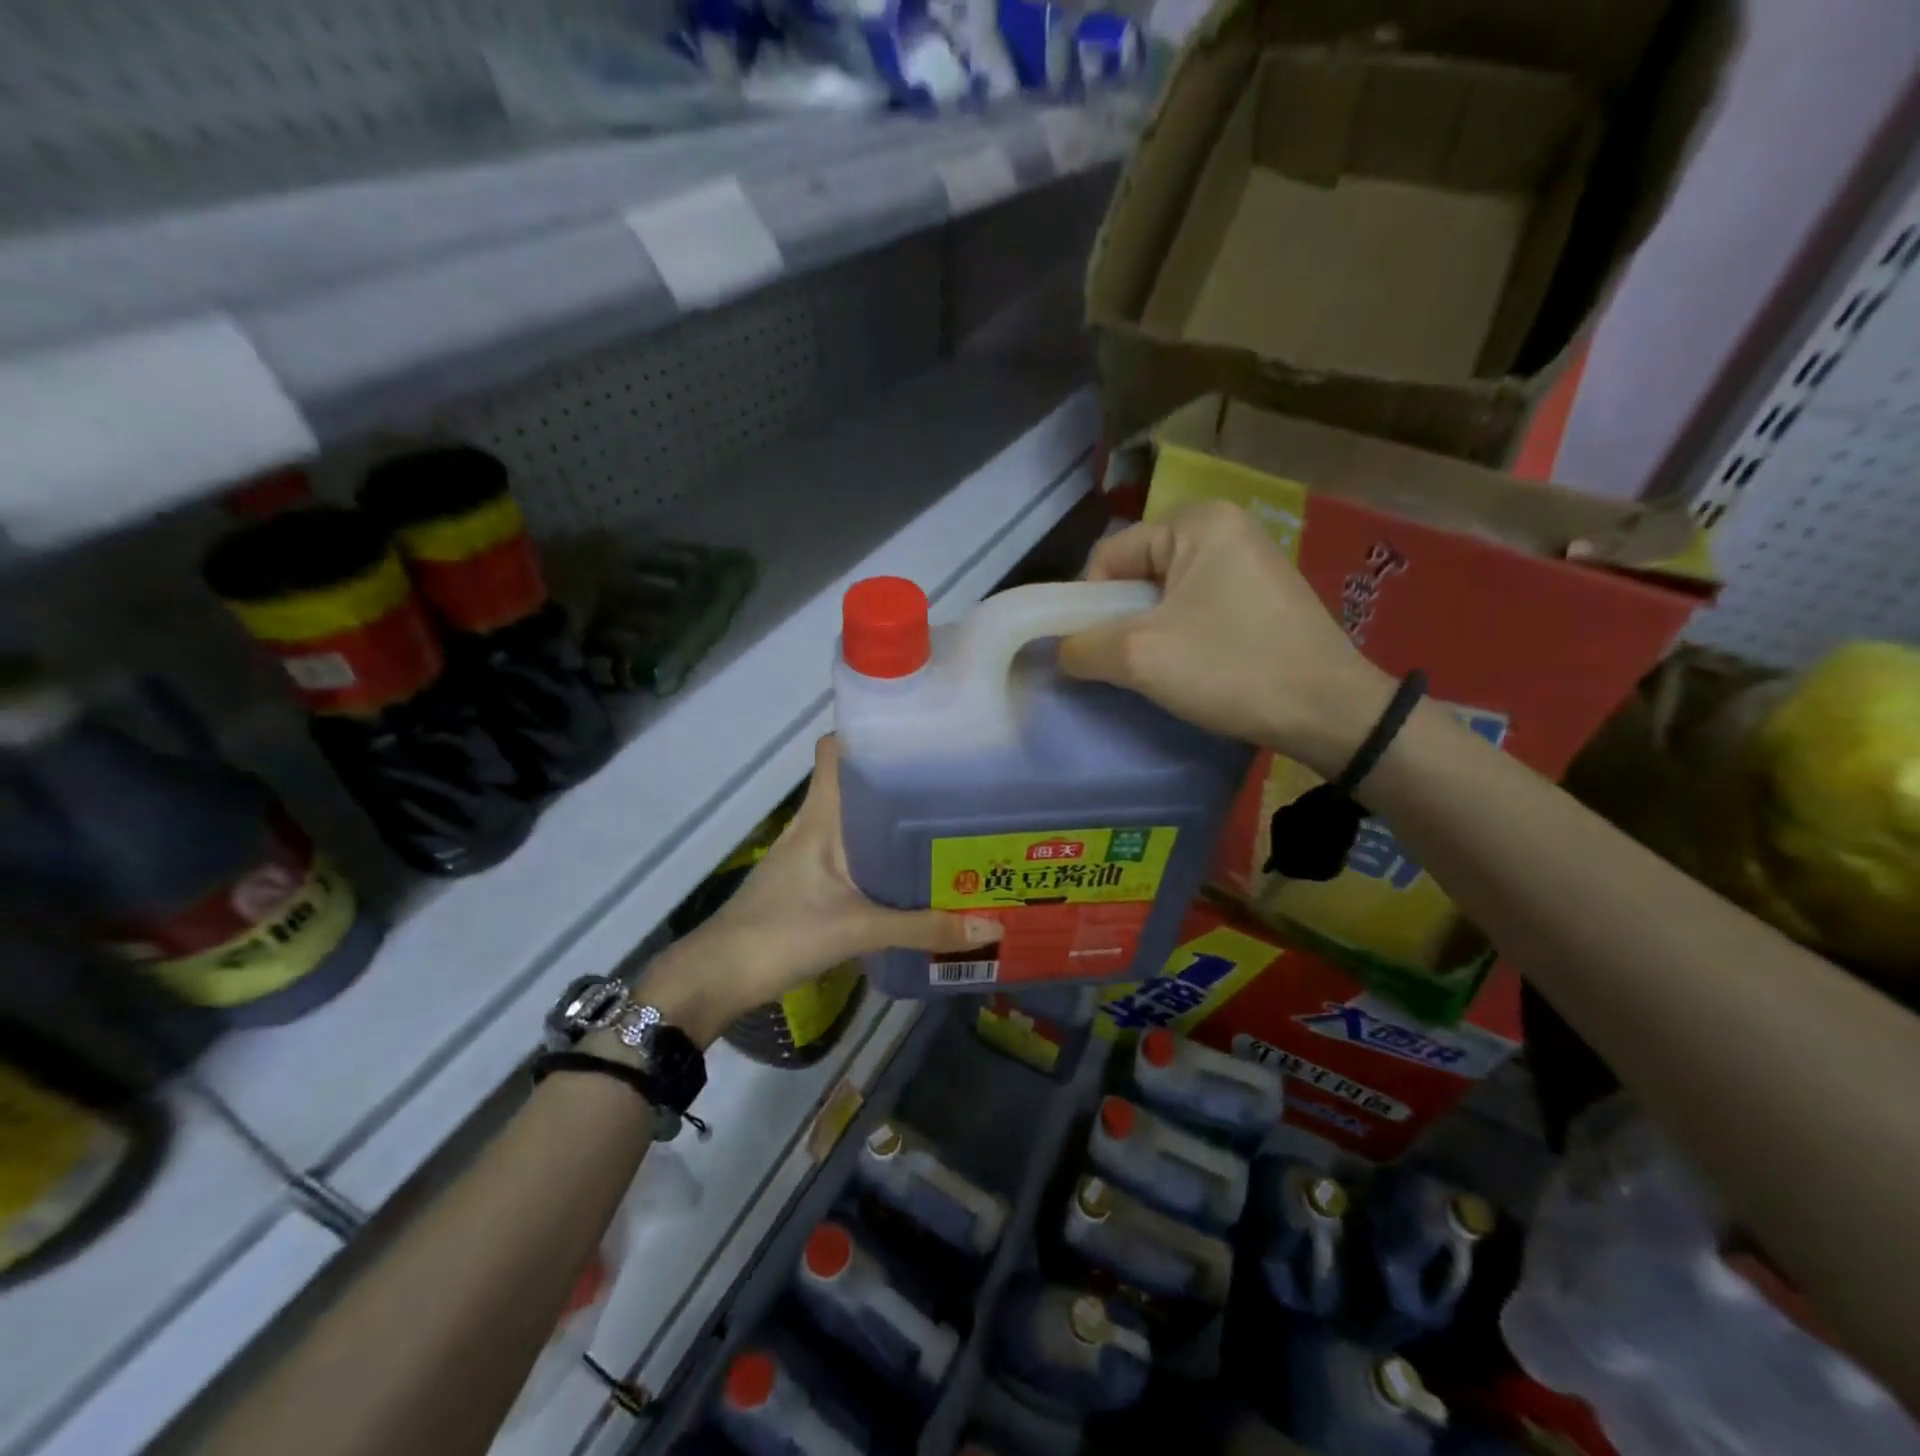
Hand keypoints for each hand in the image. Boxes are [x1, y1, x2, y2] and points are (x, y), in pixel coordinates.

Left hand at [632, 737, 1001, 1043]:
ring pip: (852, 821)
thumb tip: (991, 927)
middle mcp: (812, 825)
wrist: (716, 978)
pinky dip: (876, 856)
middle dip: (896, 781)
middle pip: (853, 785)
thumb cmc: (781, 934)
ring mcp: (806, 854)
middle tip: (951, 785)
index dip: (867, 733)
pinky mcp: (806, 882)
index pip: (834, 751)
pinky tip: (907, 873)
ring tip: (940, 825)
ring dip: (888, 822)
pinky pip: (849, 853)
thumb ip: (922, 928)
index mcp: (819, 817)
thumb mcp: (858, 930)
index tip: (915, 733)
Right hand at [1058, 500, 1393, 774]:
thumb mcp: (1139, 657)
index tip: (1098, 651)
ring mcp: (1249, 559)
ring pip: (1166, 594)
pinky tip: (1195, 667)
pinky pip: (1198, 606)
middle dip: (1122, 620)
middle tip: (1129, 664)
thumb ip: (1083, 646)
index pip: (1109, 556)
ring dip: (1150, 632)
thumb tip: (1061, 649)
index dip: (1089, 605)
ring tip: (1162, 671)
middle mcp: (1225, 526)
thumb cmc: (1232, 669)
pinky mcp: (1263, 593)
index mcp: (1196, 521)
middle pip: (1137, 573)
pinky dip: (1182, 635)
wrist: (1329, 710)